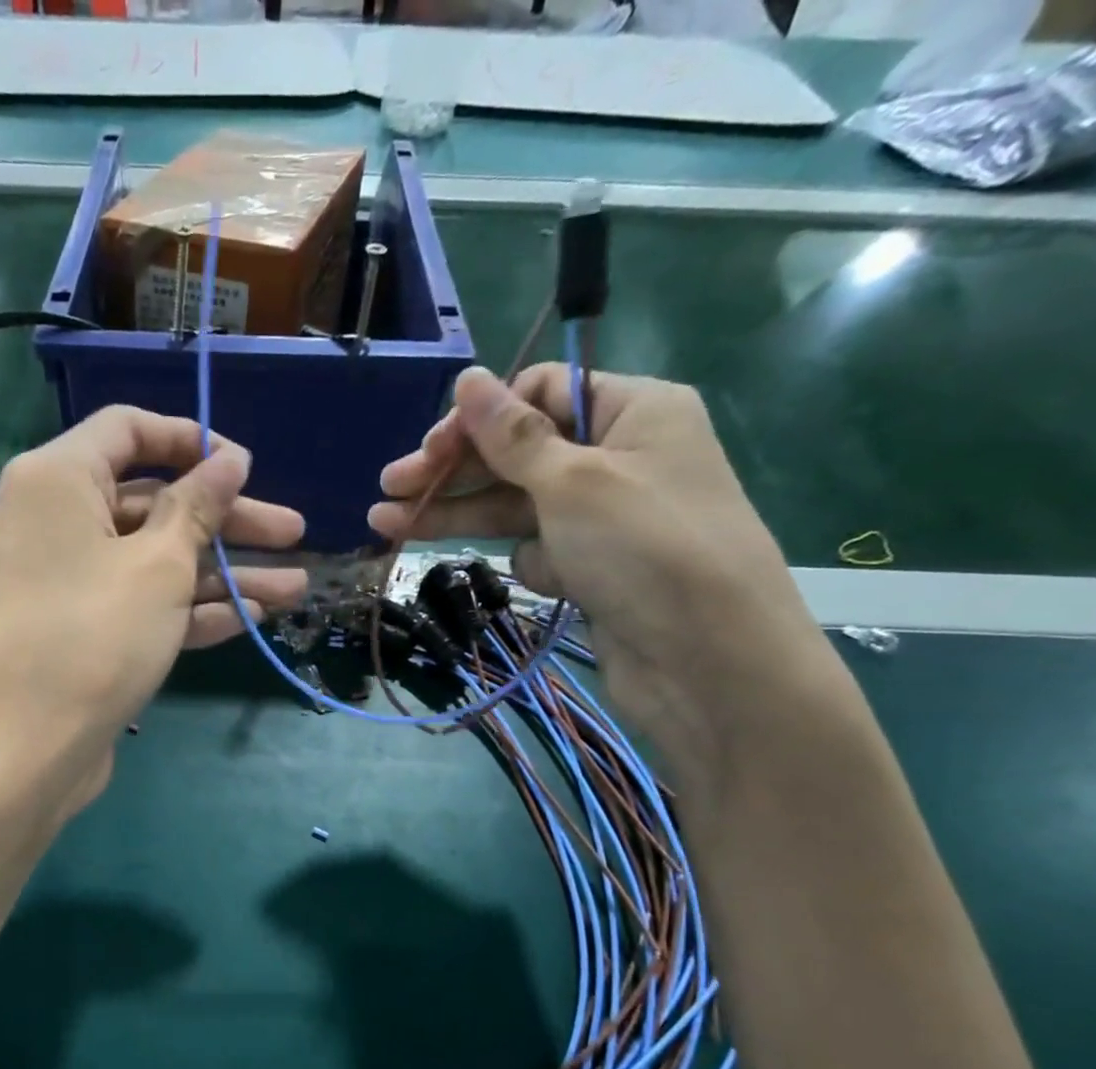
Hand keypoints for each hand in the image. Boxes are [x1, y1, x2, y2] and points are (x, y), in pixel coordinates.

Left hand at [0, 406, 306, 811]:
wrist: (26, 751)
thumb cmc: (94, 638)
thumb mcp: (159, 567)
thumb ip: (198, 507)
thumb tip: (229, 460)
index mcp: (57, 480)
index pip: (128, 430)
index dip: (191, 441)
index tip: (245, 467)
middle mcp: (54, 521)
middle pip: (152, 504)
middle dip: (227, 521)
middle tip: (294, 533)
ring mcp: (65, 580)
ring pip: (153, 561)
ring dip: (223, 573)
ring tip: (295, 587)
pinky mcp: (79, 629)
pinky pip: (138, 603)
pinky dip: (190, 609)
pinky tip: (252, 618)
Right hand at [371, 365, 835, 781]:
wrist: (708, 661)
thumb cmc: (645, 549)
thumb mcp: (572, 480)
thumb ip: (512, 434)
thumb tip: (467, 379)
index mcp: (633, 411)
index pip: (540, 394)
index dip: (479, 419)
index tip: (428, 450)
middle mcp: (620, 456)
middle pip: (518, 453)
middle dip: (453, 472)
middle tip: (389, 489)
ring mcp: (606, 517)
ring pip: (518, 506)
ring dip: (459, 515)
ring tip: (387, 525)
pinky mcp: (594, 568)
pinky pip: (542, 550)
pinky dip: (535, 565)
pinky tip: (551, 583)